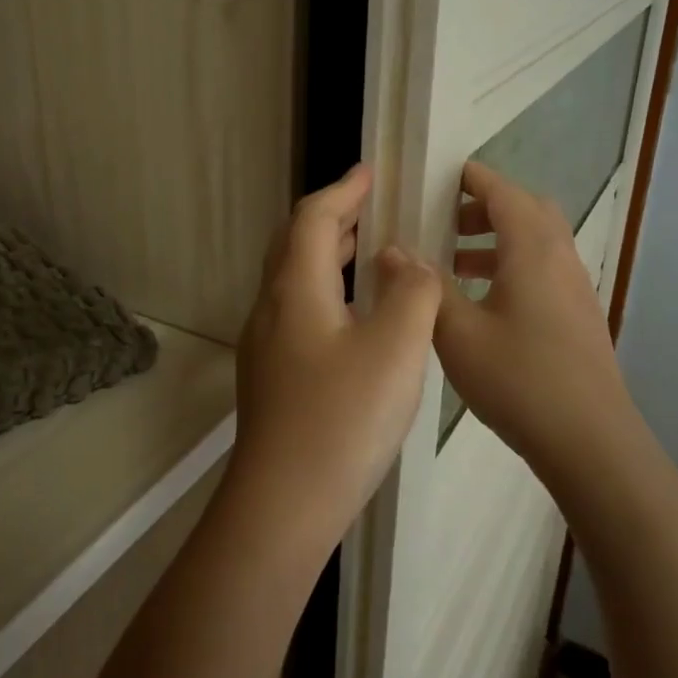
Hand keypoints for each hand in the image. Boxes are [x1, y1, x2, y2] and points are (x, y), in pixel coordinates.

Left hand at [224, 163, 441, 565]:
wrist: (283, 503)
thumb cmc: (342, 420)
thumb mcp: (395, 349)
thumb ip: (412, 293)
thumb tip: (408, 263)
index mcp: (295, 290)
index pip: (312, 219)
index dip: (342, 191)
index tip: (370, 174)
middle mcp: (271, 309)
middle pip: (294, 244)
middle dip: (332, 219)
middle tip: (371, 209)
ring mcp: (265, 345)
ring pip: (294, 280)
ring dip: (327, 256)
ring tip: (367, 253)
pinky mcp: (271, 376)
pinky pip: (298, 311)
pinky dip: (326, 291)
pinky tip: (354, 317)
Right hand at [434, 161, 637, 478]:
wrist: (590, 441)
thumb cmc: (519, 379)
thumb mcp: (457, 332)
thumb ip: (425, 286)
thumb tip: (395, 249)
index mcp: (532, 250)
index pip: (502, 192)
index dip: (472, 178)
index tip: (438, 176)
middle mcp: (560, 258)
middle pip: (526, 210)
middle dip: (484, 208)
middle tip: (444, 223)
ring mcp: (575, 288)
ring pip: (536, 242)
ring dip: (497, 240)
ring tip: (453, 264)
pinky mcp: (578, 316)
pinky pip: (543, 269)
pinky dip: (511, 266)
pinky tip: (481, 303)